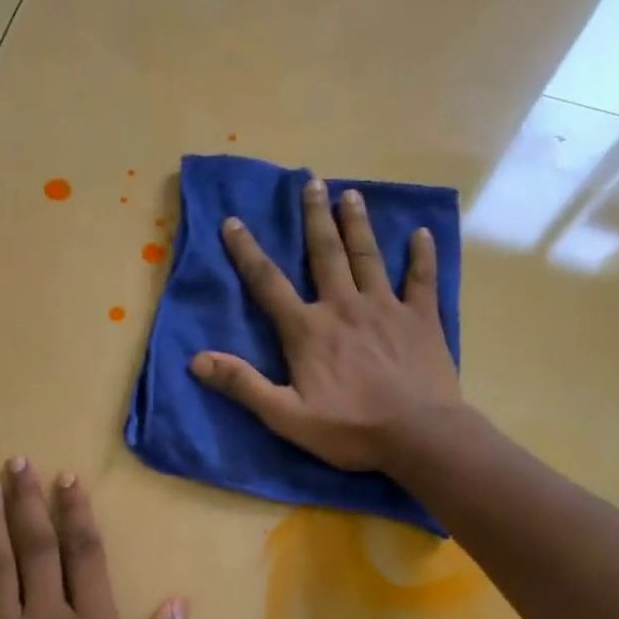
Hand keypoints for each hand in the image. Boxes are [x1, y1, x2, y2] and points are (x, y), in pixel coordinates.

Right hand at [190, 177, 460, 472]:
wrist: (418, 436)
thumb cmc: (349, 429)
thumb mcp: (286, 416)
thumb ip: (243, 385)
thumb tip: (197, 360)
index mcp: (308, 330)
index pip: (269, 283)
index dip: (247, 251)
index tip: (233, 221)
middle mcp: (344, 307)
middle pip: (325, 254)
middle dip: (315, 217)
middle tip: (311, 182)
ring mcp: (386, 308)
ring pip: (368, 256)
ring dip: (357, 224)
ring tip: (351, 194)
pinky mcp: (421, 319)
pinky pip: (421, 279)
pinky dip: (421, 255)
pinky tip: (420, 233)